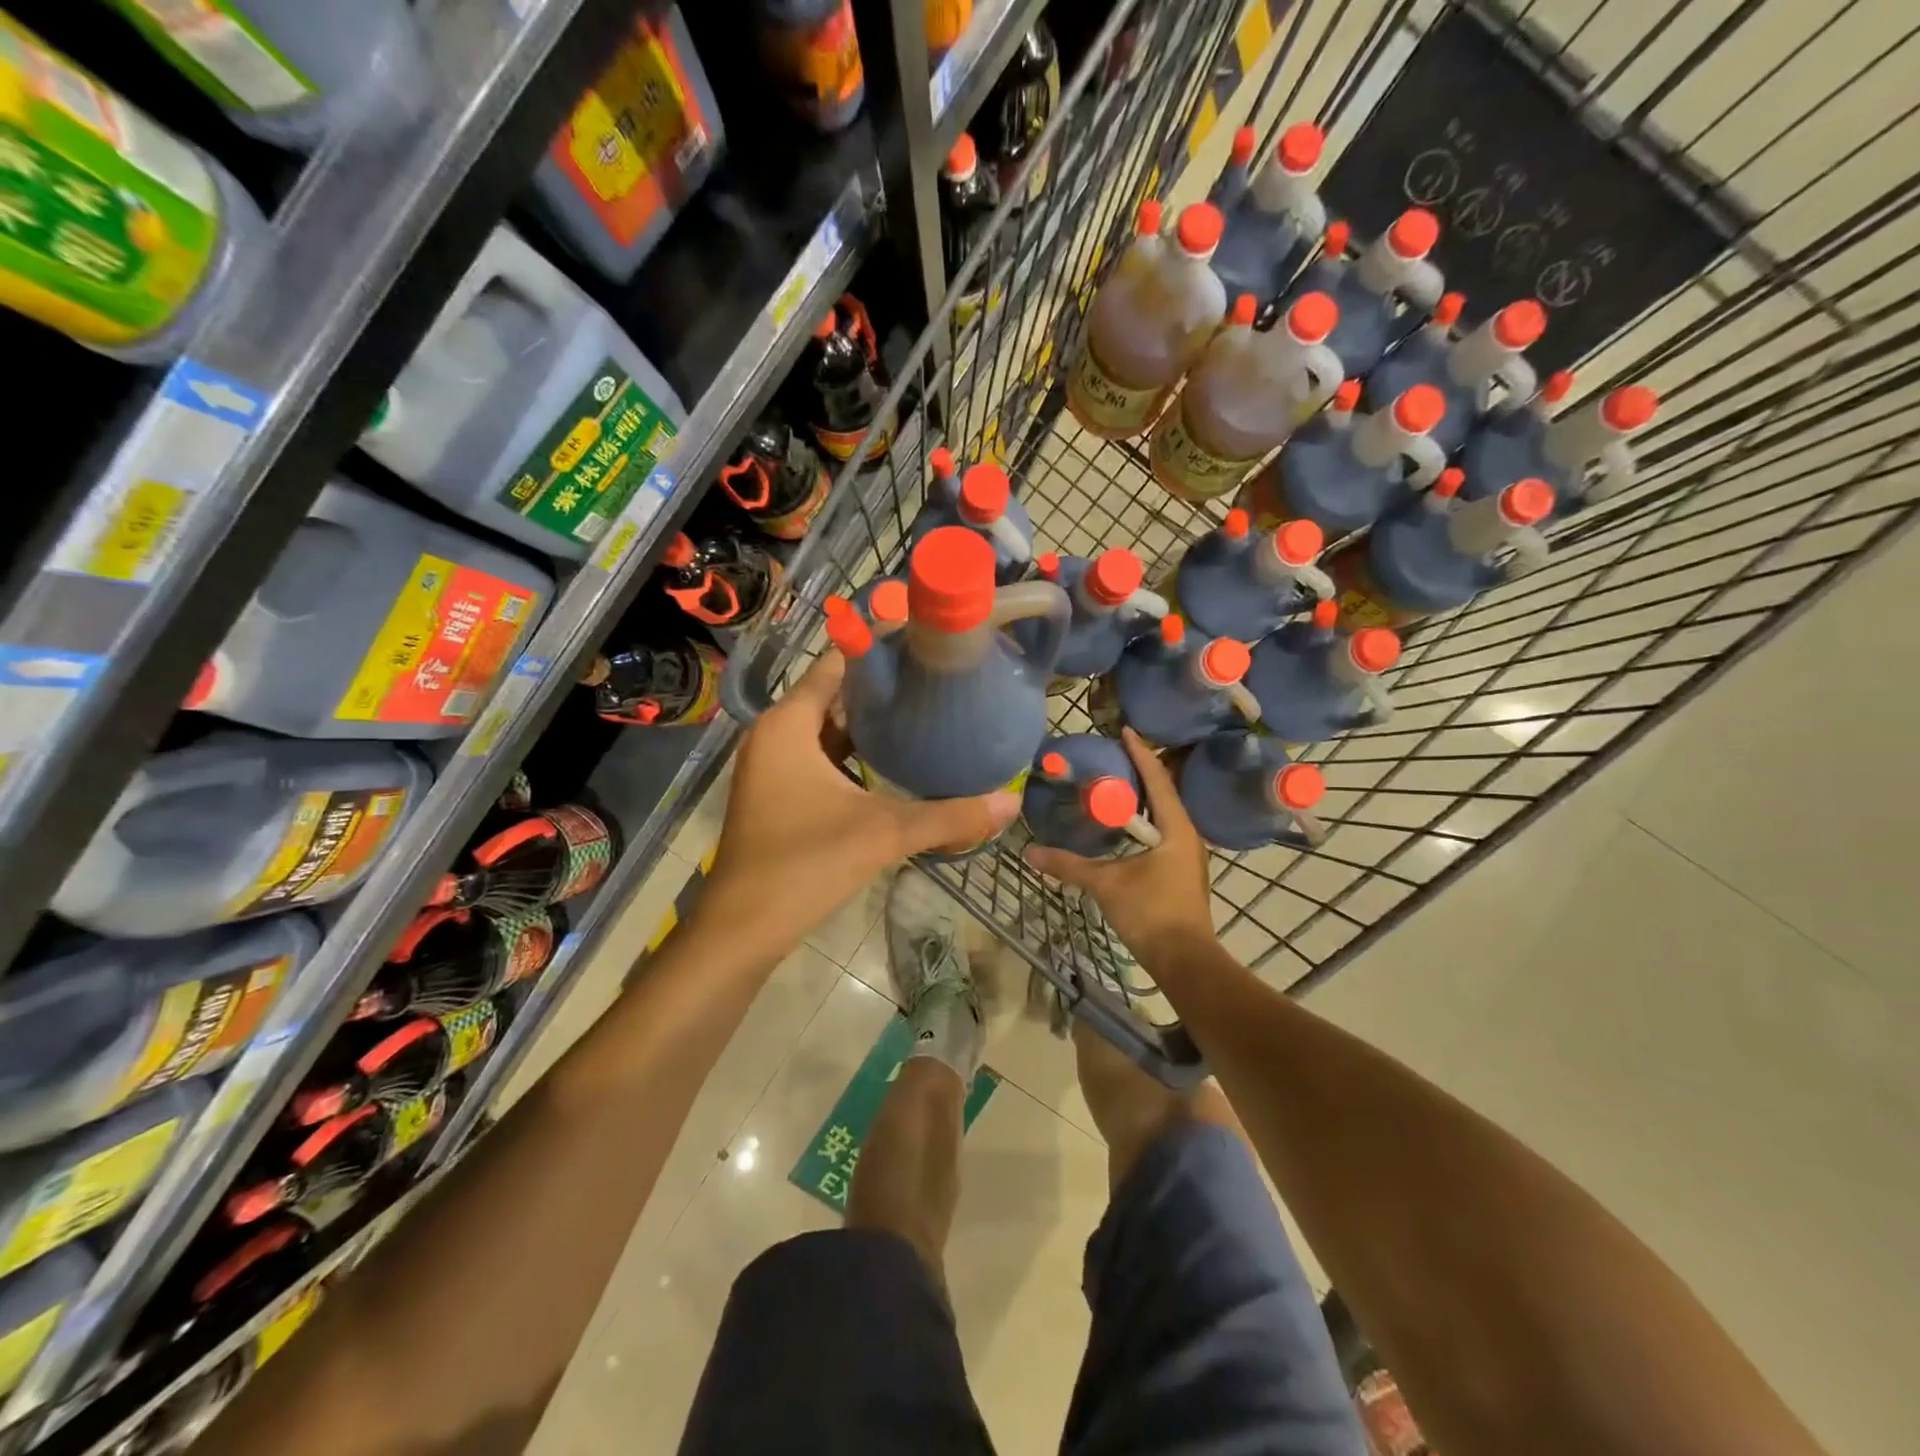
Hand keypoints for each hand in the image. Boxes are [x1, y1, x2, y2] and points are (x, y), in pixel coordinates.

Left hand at [700, 651, 1019, 954]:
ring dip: (868, 725)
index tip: (925, 646)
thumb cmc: (805, 865)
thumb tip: (1010, 804)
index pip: (837, 665)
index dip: (879, 652)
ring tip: (922, 716)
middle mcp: (774, 735)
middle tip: (935, 683)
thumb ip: (949, 816)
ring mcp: (772, 767)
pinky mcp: (777, 794)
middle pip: (833, 695)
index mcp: (788, 724)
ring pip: (826, 730)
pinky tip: (891, 764)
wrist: (743, 929)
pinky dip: (852, 755)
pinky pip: (819, 758)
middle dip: (881, 690)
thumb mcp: (884, 834)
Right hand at [1024, 728, 1214, 961]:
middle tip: (1113, 756)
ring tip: (1115, 786)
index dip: (1141, 754)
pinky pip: (1160, 834)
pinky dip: (1141, 823)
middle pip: (1163, 794)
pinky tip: (1122, 828)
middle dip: (1140, 774)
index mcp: (1176, 829)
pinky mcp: (1179, 873)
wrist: (1185, 961)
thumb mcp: (1106, 884)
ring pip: (1162, 816)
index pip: (1157, 780)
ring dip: (1141, 800)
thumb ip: (1069, 865)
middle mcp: (1186, 836)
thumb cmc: (1151, 913)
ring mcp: (1186, 856)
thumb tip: (1030, 852)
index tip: (1125, 731)